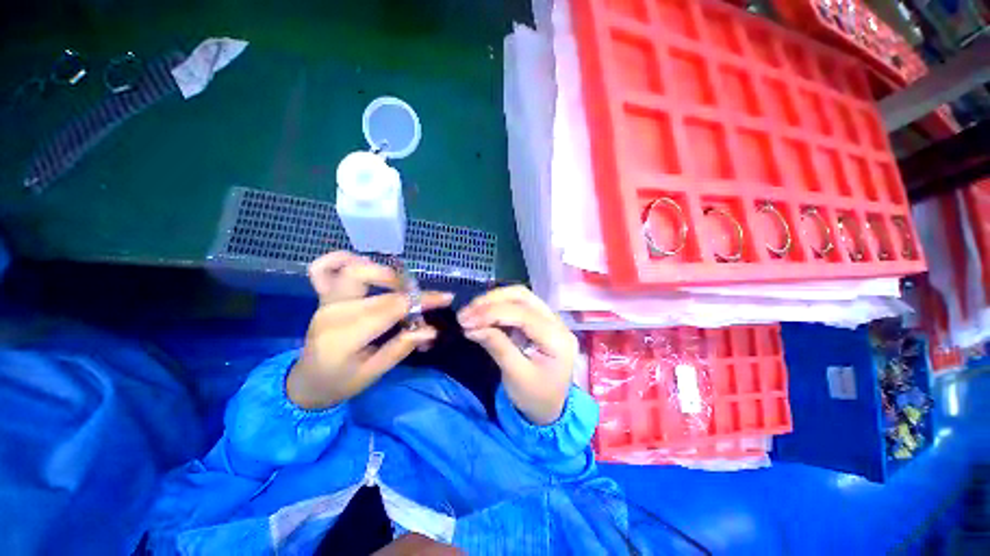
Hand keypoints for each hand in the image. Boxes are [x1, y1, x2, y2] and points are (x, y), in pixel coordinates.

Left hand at [287, 252, 453, 408]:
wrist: (308, 383)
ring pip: (353, 269)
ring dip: (383, 272)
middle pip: (372, 282)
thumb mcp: (374, 372)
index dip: (421, 300)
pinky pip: (323, 269)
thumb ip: (401, 348)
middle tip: (420, 298)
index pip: (391, 307)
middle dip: (405, 286)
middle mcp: (334, 311)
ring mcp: (326, 301)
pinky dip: (342, 259)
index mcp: (345, 335)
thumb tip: (431, 330)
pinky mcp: (323, 297)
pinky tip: (363, 263)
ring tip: (401, 286)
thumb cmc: (341, 382)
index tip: (446, 298)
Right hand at [457, 286, 577, 424]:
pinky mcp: (539, 321)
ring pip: (519, 297)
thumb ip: (496, 346)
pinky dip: (497, 307)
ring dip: (493, 301)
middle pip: (523, 296)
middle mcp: (557, 322)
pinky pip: (517, 306)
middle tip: (466, 312)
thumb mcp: (515, 376)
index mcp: (558, 338)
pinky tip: (481, 314)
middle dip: (492, 300)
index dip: (492, 313)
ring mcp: (549, 319)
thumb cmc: (535, 398)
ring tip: (470, 312)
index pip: (523, 314)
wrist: (551, 410)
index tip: (465, 320)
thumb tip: (471, 326)